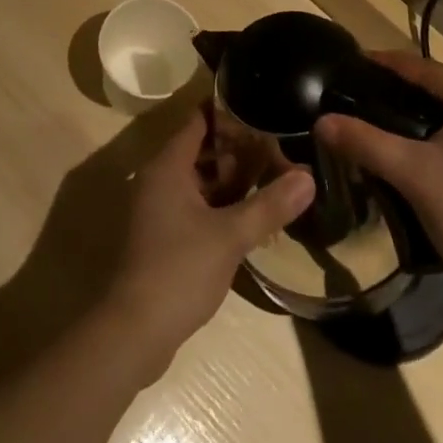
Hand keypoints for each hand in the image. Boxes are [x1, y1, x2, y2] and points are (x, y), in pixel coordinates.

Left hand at [104, 107, 313, 367]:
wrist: (133, 332)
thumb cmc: (179, 270)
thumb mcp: (230, 236)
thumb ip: (269, 205)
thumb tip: (308, 178)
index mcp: (168, 165)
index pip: (199, 120)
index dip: (230, 113)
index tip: (263, 110)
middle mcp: (159, 178)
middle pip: (201, 149)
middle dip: (237, 149)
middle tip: (277, 149)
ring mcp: (158, 208)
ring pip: (199, 180)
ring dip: (231, 179)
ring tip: (271, 179)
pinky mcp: (161, 236)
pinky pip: (194, 205)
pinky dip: (219, 204)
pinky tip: (249, 217)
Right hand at [313, 52, 442, 318]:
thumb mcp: (414, 176)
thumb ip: (366, 142)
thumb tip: (322, 122)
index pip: (425, 69)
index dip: (385, 65)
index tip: (350, 64)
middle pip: (442, 89)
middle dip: (401, 93)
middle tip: (359, 99)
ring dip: (422, 117)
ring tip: (381, 123)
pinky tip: (420, 153)